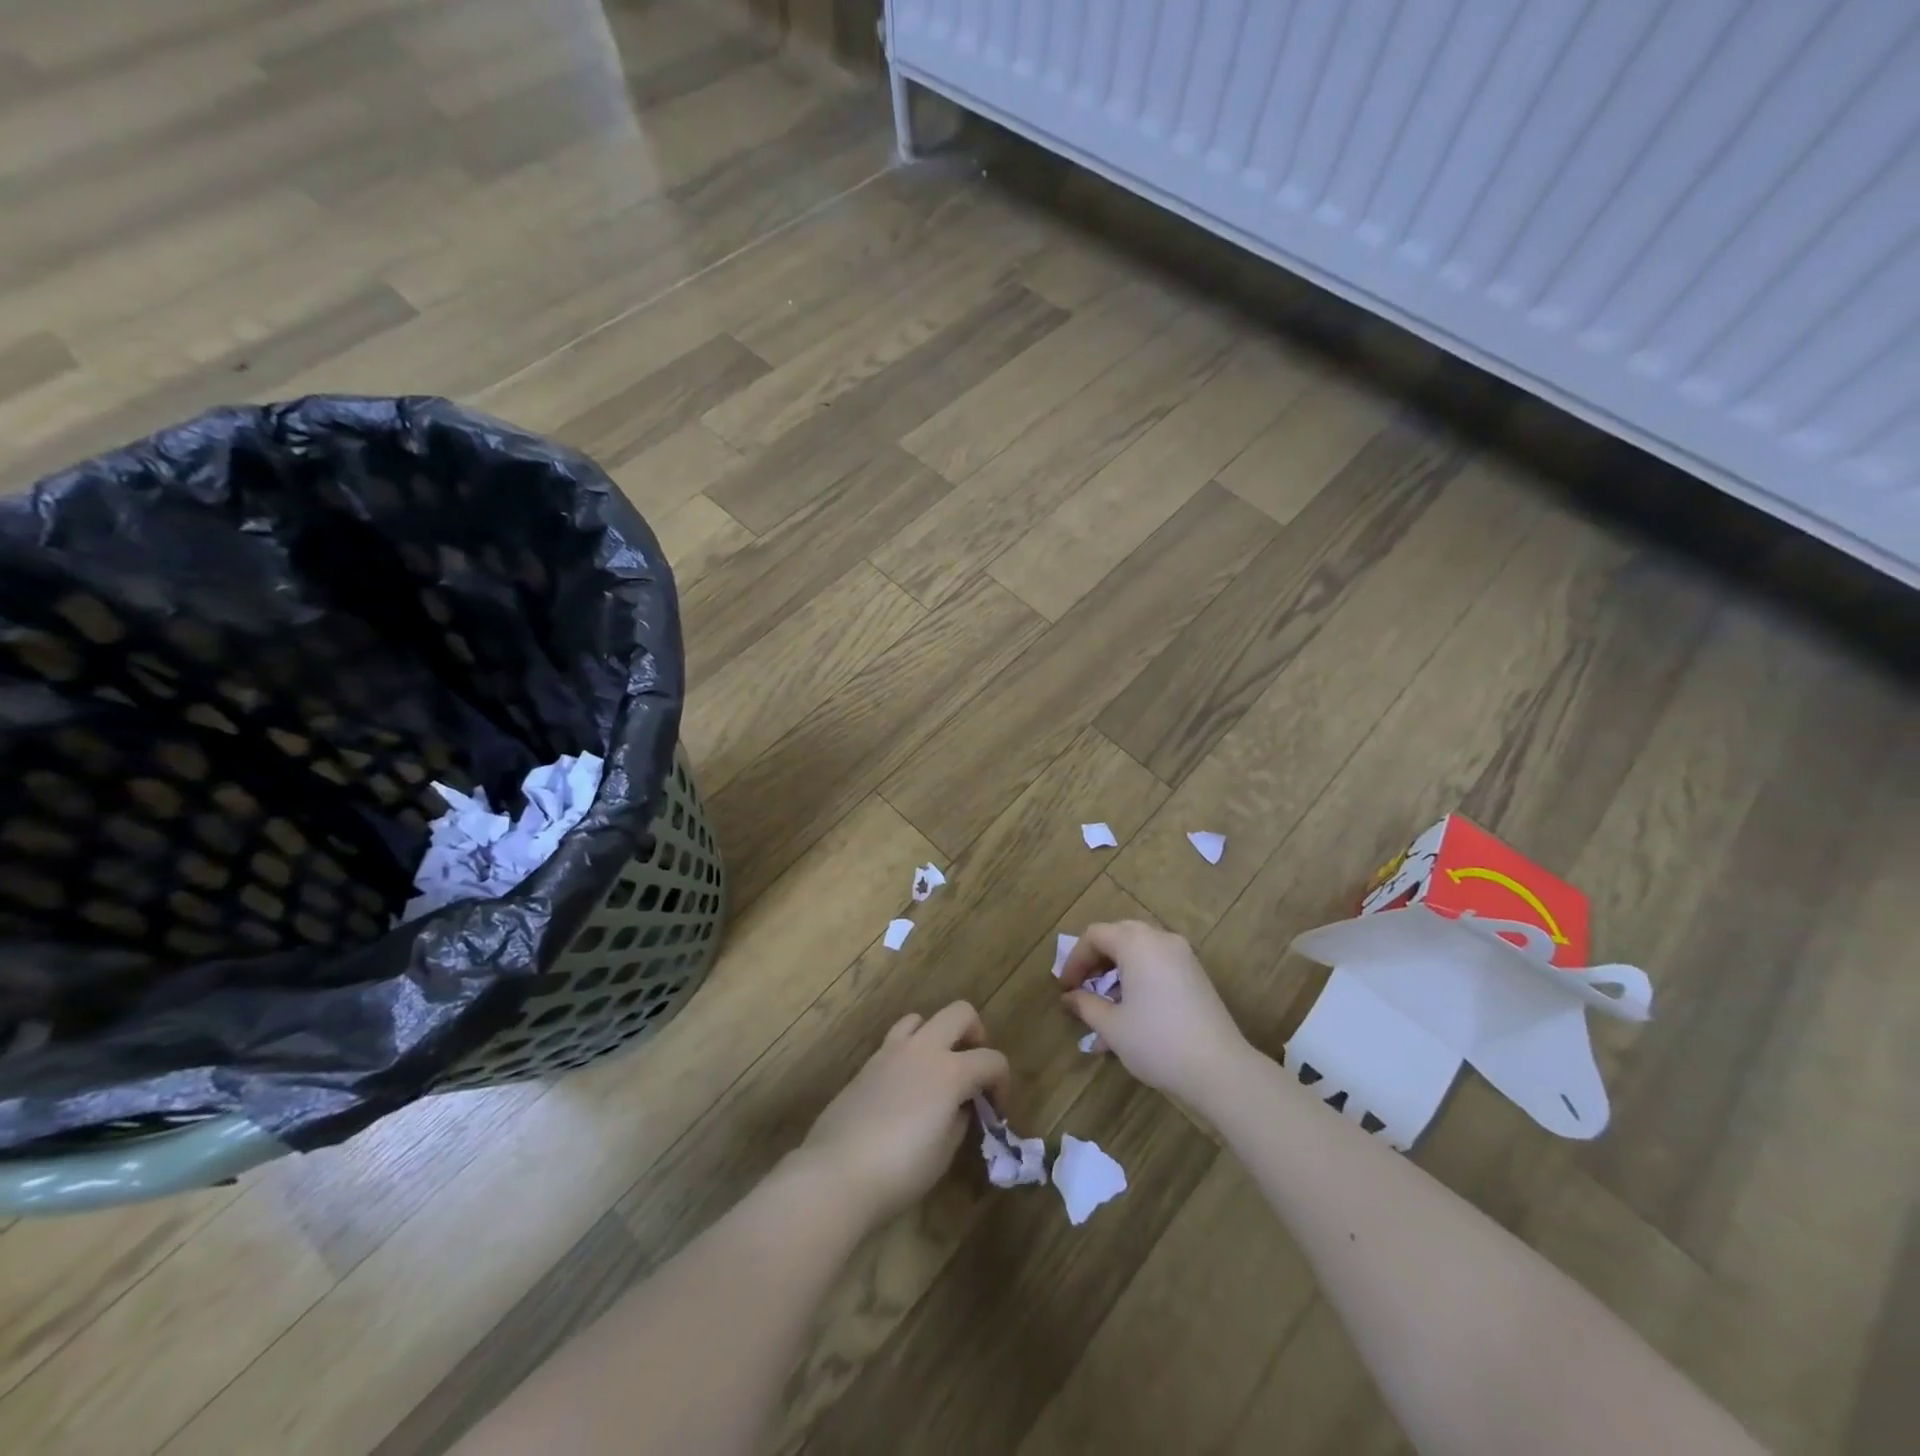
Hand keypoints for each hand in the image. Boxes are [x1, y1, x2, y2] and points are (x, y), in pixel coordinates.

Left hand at [799, 1001, 1009, 1226]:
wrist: (836, 1173)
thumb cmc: (900, 1170)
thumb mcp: (944, 1151)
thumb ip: (959, 1119)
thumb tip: (960, 1106)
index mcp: (950, 1071)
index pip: (992, 1060)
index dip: (1003, 1083)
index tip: (997, 1111)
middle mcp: (922, 1049)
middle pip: (959, 1013)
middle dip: (975, 1034)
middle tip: (973, 1068)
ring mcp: (890, 1052)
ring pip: (921, 1019)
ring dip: (937, 1036)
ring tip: (936, 1071)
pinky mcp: (867, 1064)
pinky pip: (895, 1041)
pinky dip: (910, 1052)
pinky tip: (906, 1087)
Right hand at [1059, 921, 1249, 1104]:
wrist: (1220, 1070)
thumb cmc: (1157, 1042)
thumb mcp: (1112, 1026)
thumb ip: (1085, 1005)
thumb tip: (1069, 997)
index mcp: (1137, 943)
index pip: (1095, 935)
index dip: (1074, 959)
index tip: (1065, 988)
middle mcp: (1161, 939)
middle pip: (1119, 936)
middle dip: (1096, 962)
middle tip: (1083, 988)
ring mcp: (1183, 956)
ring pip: (1140, 952)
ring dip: (1117, 974)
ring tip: (1105, 1010)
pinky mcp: (1197, 975)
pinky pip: (1159, 965)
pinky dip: (1139, 979)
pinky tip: (1132, 1014)